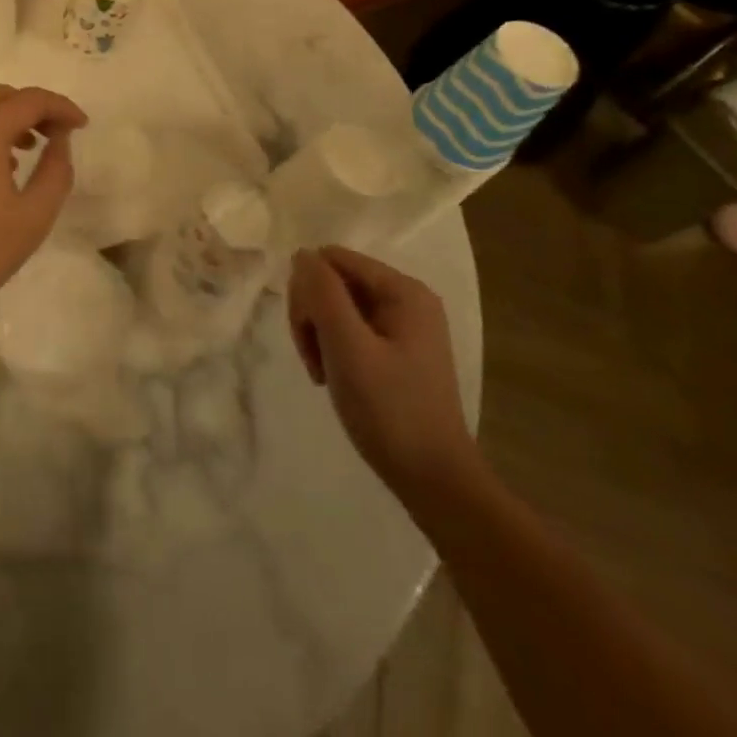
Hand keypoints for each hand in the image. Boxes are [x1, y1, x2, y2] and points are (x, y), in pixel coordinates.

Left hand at [0, 85, 87, 336]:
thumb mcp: (32, 218)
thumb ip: (55, 172)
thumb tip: (60, 140)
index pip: (30, 99)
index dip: (61, 107)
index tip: (82, 126)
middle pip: (2, 97)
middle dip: (35, 108)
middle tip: (59, 134)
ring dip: (9, 119)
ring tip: (32, 148)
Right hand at [287, 246, 478, 504]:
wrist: (434, 482)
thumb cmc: (390, 411)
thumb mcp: (348, 347)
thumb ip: (322, 293)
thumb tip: (302, 254)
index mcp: (402, 290)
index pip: (332, 259)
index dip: (308, 290)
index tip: (307, 336)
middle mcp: (406, 299)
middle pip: (334, 280)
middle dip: (312, 314)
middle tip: (313, 359)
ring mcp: (403, 325)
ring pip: (337, 305)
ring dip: (319, 334)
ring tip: (323, 373)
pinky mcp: (397, 350)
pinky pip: (351, 328)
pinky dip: (334, 348)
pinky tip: (335, 377)